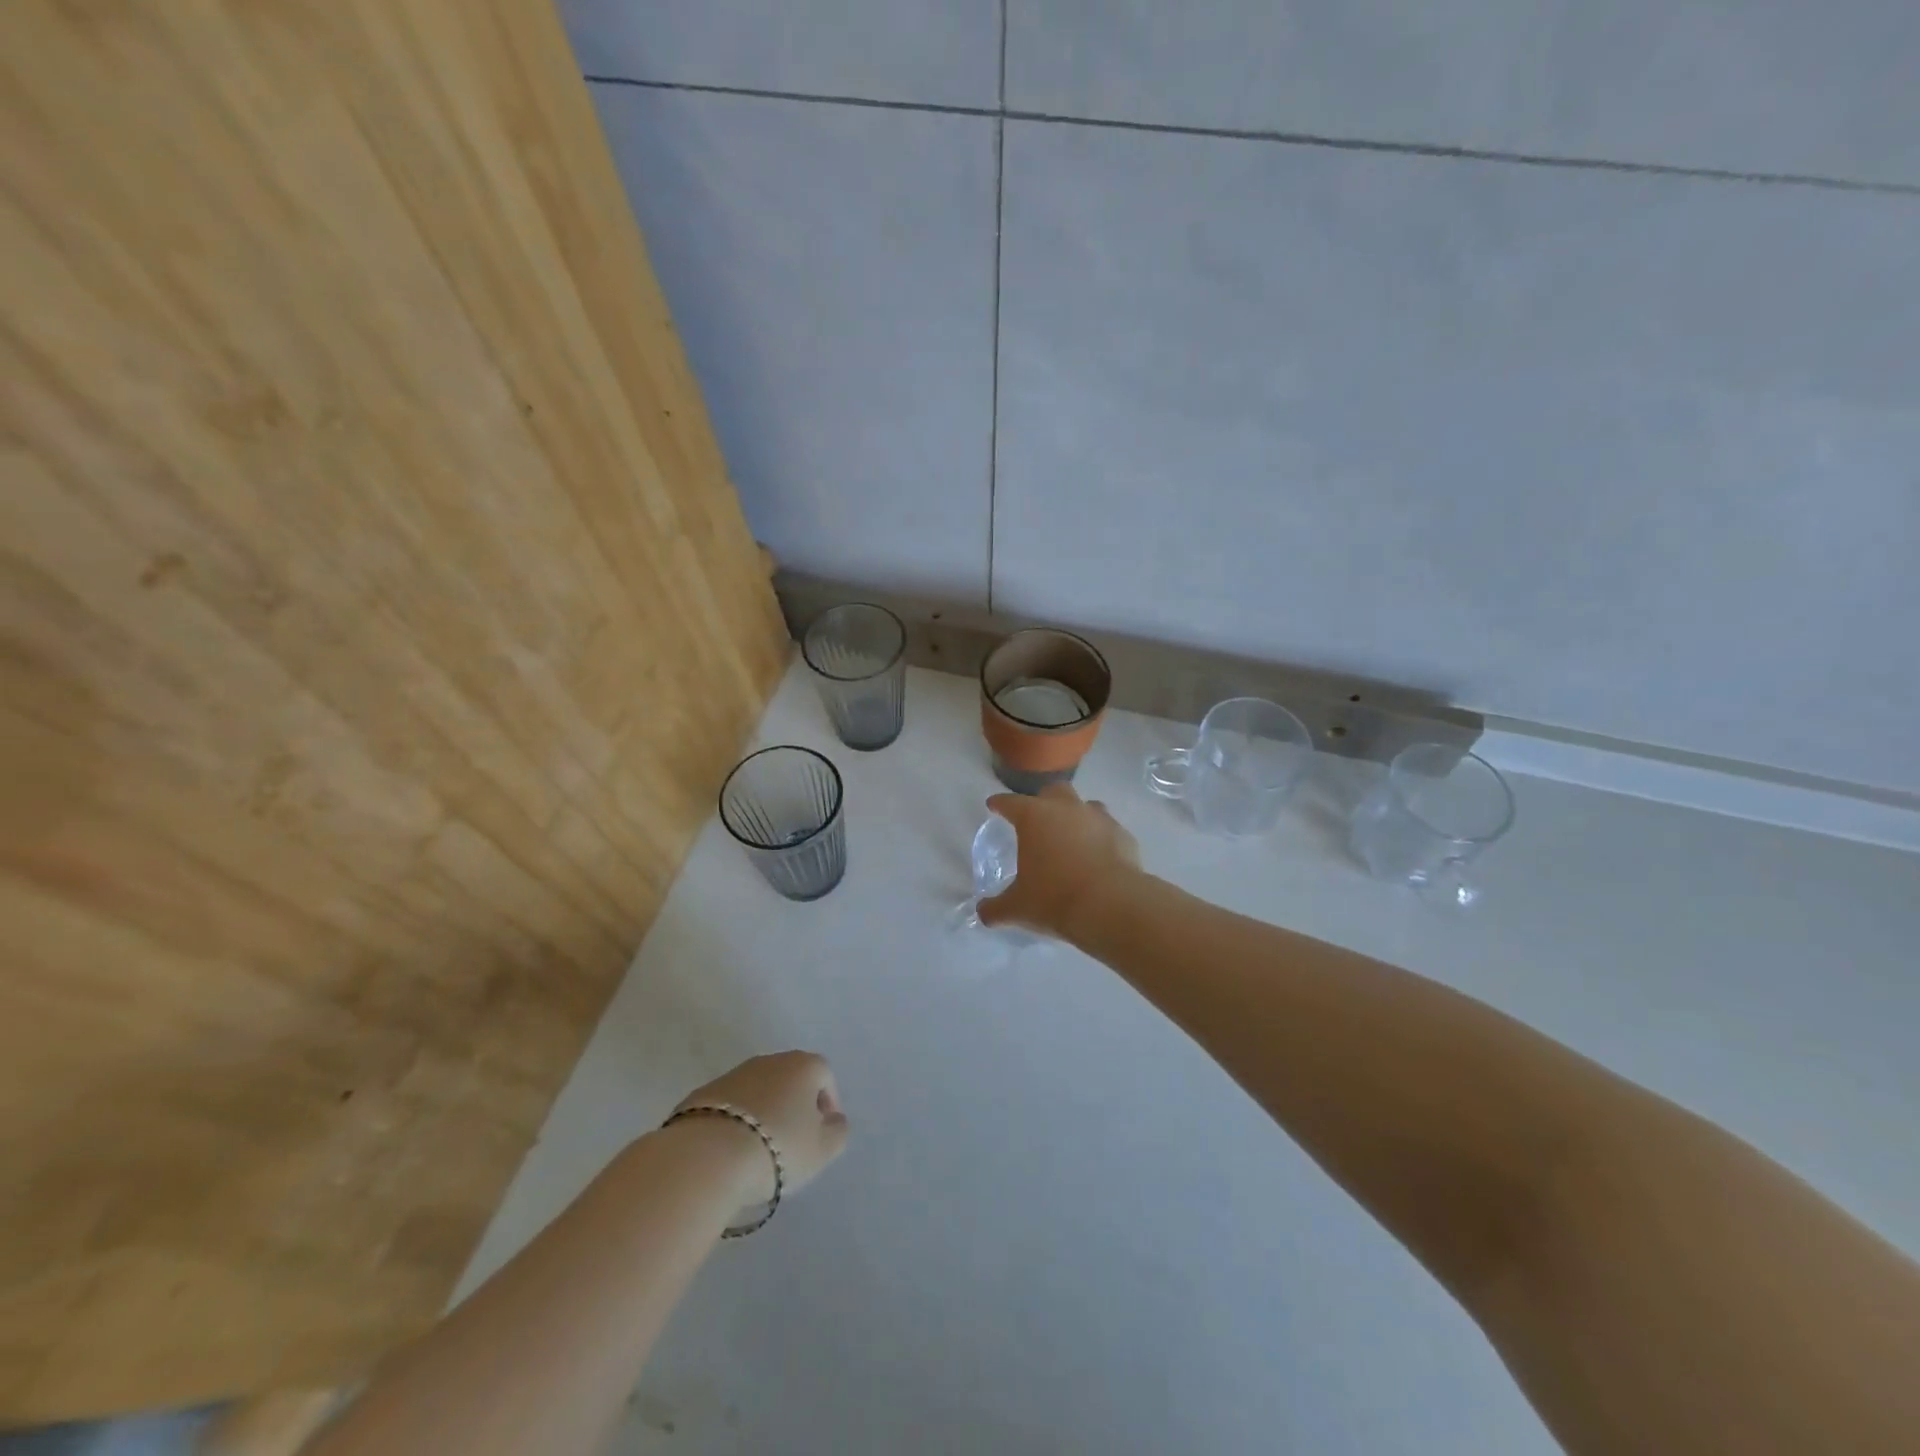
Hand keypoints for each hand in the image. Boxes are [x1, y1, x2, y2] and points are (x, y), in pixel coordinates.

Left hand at [674, 1052, 849, 1202]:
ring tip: (760, 1148)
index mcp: (803, 1065)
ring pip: (759, 1090)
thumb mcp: (822, 1149)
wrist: (707, 1155)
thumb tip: (833, 1120)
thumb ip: (837, 1132)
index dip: (828, 1102)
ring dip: (764, 1111)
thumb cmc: (777, 1148)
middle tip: (793, 1140)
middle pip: (790, 1078)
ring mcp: (734, 1074)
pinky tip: (731, 1149)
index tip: (822, 1132)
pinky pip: (730, 1105)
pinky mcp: (703, 1093)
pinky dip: (736, 1121)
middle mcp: (770, 1060)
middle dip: (795, 1104)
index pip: (825, 1075)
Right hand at [976, 783, 1140, 939]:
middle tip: (1038, 819)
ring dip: (1076, 816)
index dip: (1000, 804)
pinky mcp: (1123, 834)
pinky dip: (1100, 838)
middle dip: (1043, 801)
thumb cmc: (1055, 899)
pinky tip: (1098, 856)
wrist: (1111, 905)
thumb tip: (982, 913)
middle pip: (1053, 791)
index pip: (1011, 802)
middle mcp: (1067, 808)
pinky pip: (1108, 829)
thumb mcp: (1018, 908)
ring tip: (1071, 837)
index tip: (994, 805)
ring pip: (1085, 806)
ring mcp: (1099, 818)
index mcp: (1034, 817)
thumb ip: (996, 908)